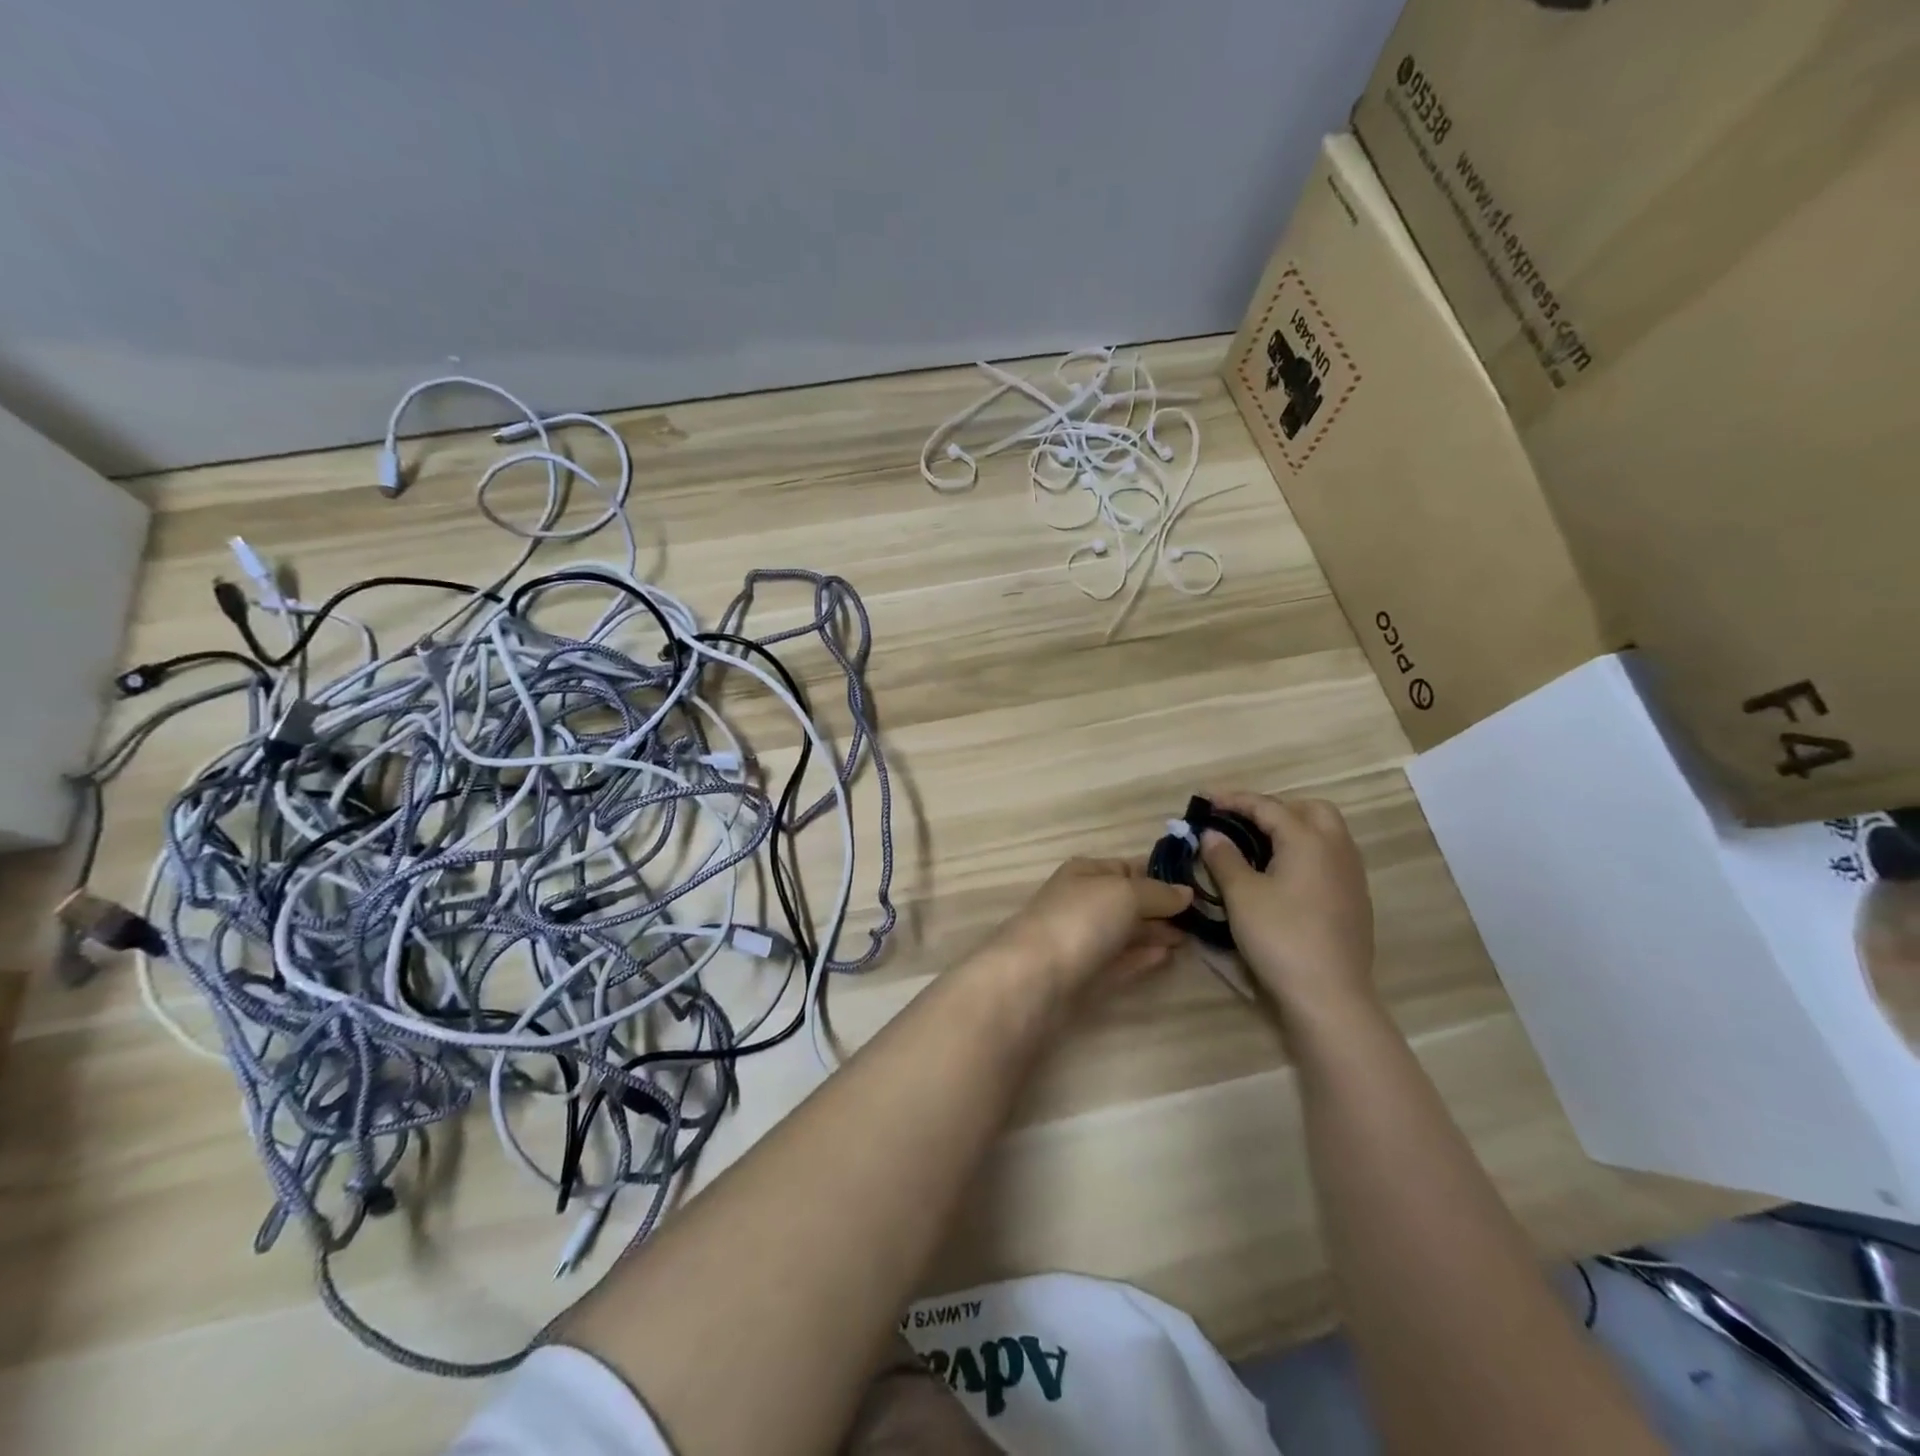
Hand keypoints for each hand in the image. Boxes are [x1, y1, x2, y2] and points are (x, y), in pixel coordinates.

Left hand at [990, 858, 1192, 996]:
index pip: (1127, 867)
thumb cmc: (1081, 919)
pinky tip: (1166, 957)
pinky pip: (1119, 960)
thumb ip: (1158, 893)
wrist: (1035, 976)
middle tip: (1201, 918)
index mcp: (1085, 872)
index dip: (1159, 876)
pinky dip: (1141, 957)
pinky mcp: (1082, 975)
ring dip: (1154, 933)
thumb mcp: (1126, 893)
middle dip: (1160, 908)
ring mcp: (1080, 939)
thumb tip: (1186, 892)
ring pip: (1123, 932)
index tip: (1196, 888)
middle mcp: (1081, 901)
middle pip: (1126, 901)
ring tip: (1190, 938)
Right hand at [1199, 793, 1375, 1016]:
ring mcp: (1351, 875)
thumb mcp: (1241, 895)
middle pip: (1309, 809)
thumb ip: (1224, 858)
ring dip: (1293, 829)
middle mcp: (1336, 848)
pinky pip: (1330, 858)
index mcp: (1308, 839)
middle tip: (1242, 823)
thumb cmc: (1280, 937)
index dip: (1234, 800)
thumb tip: (1212, 834)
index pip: (1267, 806)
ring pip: (1325, 834)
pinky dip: (1305, 853)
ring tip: (1258, 846)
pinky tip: (1283, 877)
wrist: (1329, 995)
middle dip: (1274, 808)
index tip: (1205, 800)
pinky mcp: (1354, 900)